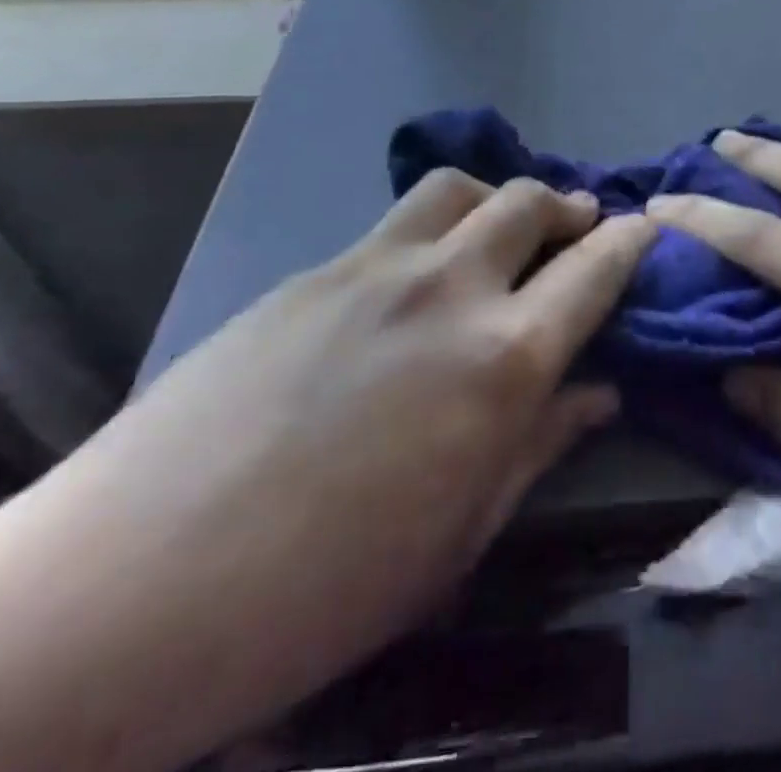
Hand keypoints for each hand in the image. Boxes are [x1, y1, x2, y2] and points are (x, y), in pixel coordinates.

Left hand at [14, 170, 656, 766]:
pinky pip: (396, 223)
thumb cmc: (324, 592)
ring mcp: (376, 265)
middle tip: (578, 228)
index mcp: (503, 359)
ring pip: (461, 189)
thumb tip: (601, 389)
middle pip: (531, 203)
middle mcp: (450, 287)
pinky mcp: (316, 268)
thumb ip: (542, 442)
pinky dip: (434, 229)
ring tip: (500, 231)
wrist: (132, 585)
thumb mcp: (461, 535)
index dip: (631, 241)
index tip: (648, 228)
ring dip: (498, 198)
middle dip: (569, 208)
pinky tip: (414, 278)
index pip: (596, 269)